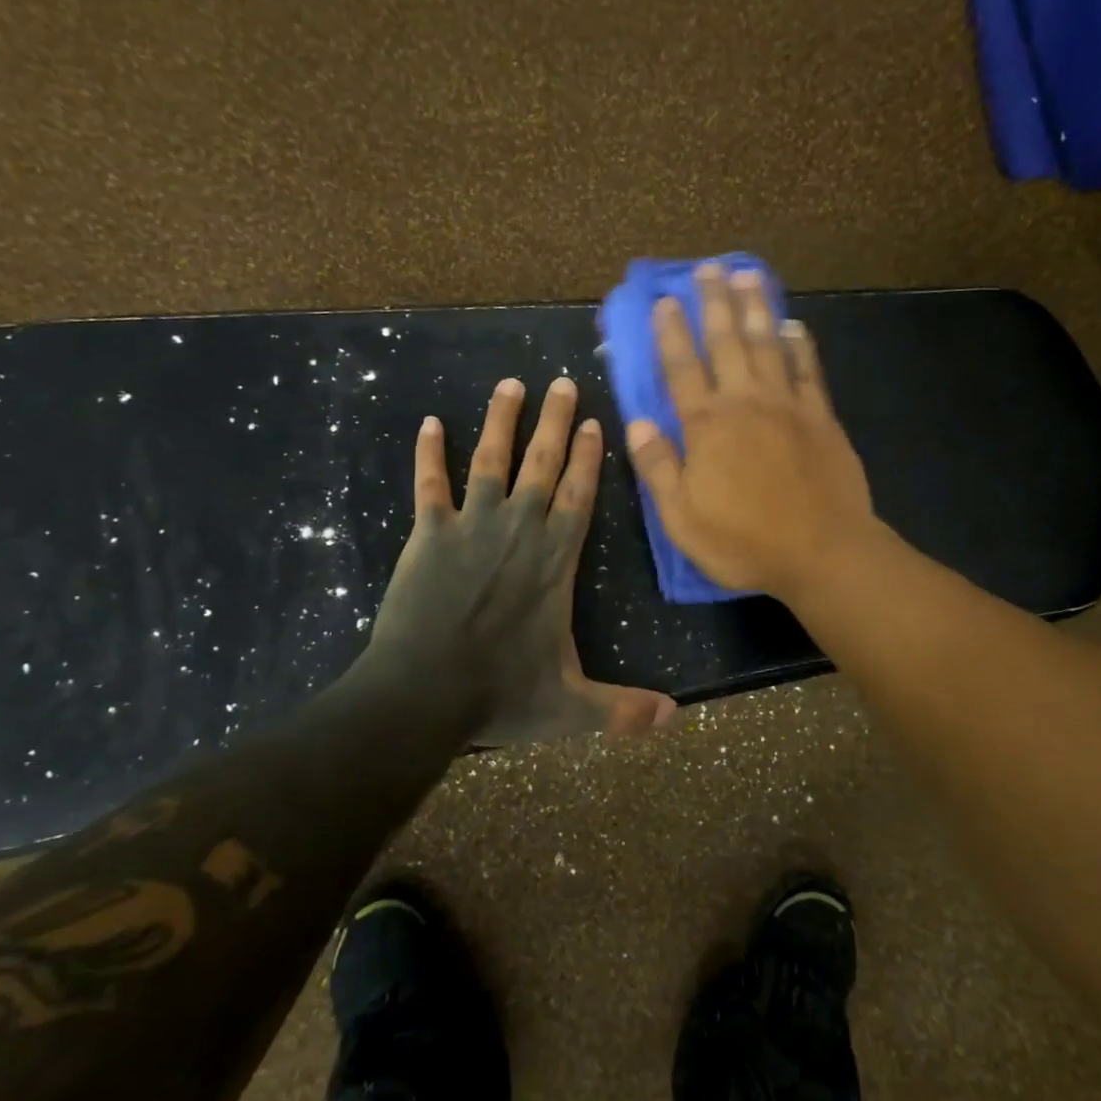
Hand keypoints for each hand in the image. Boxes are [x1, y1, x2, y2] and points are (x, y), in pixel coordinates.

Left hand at [363, 376, 676, 745]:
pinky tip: (429, 423)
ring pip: (491, 461)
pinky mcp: (428, 535)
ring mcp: (471, 528)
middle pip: (541, 465)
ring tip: (510, 384)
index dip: (588, 458)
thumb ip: (623, 709)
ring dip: (501, 421)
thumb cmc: (500, 696)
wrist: (423, 695)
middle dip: (554, 422)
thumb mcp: (571, 709)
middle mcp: (519, 532)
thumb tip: (677, 718)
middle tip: (561, 382)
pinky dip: (429, 454)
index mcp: (556, 562)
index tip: (592, 422)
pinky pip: (429, 485)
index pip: (579, 497)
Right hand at [626, 262, 876, 599]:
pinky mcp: (821, 417)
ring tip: (747, 276)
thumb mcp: (682, 517)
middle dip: (714, 303)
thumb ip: (657, 467)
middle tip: (708, 268)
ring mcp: (788, 405)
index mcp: (706, 426)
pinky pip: (808, 369)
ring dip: (756, 308)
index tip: (663, 300)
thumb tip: (635, 423)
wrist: (823, 553)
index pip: (682, 368)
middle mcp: (745, 402)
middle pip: (727, 342)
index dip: (670, 333)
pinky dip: (800, 344)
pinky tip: (794, 325)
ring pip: (768, 344)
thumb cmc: (745, 541)